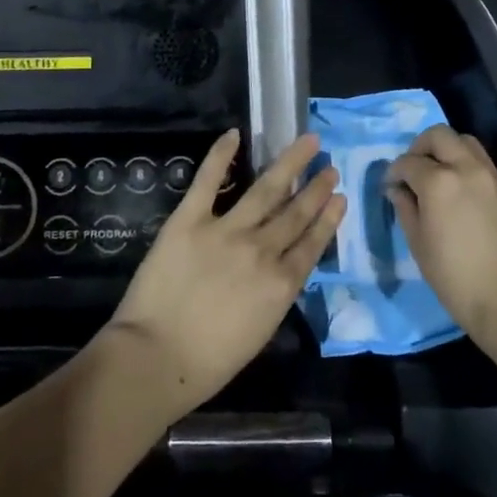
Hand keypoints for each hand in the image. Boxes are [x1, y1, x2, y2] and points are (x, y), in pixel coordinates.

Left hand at [105, 130, 344, 413]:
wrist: (155, 358)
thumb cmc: (208, 363)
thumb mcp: (260, 332)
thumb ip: (274, 295)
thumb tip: (281, 269)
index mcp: (280, 284)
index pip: (311, 243)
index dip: (328, 218)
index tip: (340, 198)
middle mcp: (261, 250)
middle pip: (295, 212)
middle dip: (316, 188)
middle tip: (330, 167)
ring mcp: (226, 230)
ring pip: (266, 189)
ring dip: (289, 164)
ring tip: (307, 143)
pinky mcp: (189, 220)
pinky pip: (208, 181)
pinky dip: (221, 155)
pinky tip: (234, 134)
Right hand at [384, 125, 496, 347]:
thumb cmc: (455, 277)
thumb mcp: (418, 245)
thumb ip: (405, 209)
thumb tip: (398, 190)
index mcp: (438, 182)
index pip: (408, 162)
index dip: (394, 172)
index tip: (390, 186)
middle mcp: (466, 168)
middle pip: (439, 135)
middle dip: (420, 146)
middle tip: (413, 170)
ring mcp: (491, 176)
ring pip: (465, 142)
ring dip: (446, 150)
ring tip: (437, 175)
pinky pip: (482, 162)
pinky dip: (465, 164)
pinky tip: (459, 190)